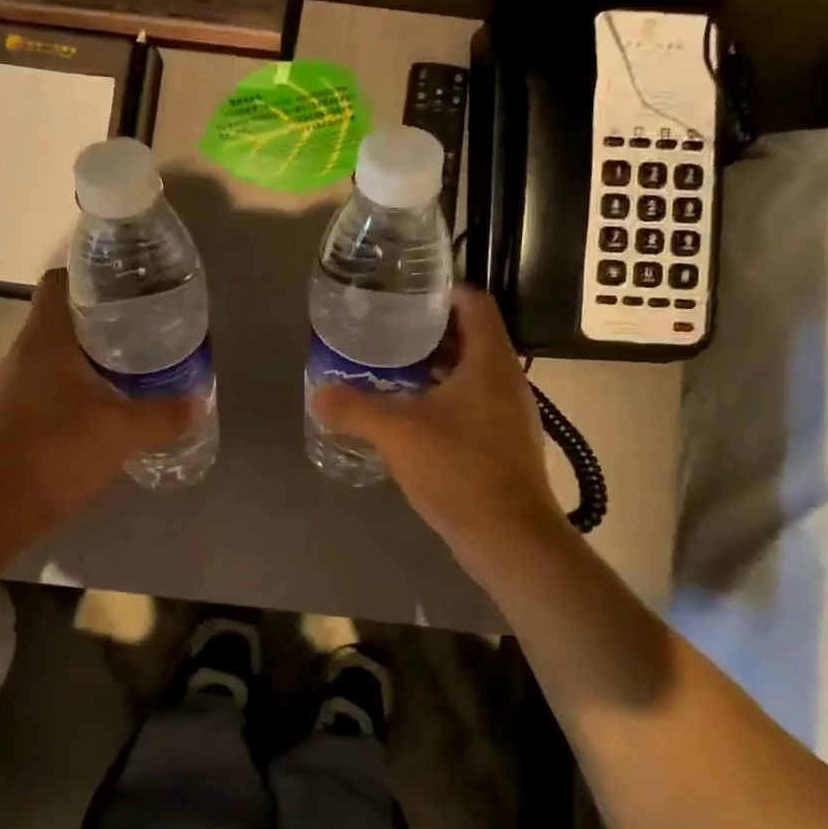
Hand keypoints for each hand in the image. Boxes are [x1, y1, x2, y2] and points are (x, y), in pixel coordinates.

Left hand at [0, 270, 197, 545]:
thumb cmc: (53, 453)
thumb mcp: (121, 432)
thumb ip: (163, 414)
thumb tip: (198, 400)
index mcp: (46, 337)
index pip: (62, 281)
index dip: (94, 276)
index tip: (130, 287)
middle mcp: (24, 351)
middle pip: (64, 318)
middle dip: (104, 320)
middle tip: (146, 329)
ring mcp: (13, 384)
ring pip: (57, 354)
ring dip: (91, 357)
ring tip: (134, 367)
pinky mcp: (11, 415)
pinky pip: (49, 385)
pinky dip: (77, 388)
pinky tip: (106, 408)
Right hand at [312, 287, 565, 569]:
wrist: (509, 537)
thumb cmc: (459, 468)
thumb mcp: (397, 432)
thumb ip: (354, 408)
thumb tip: (318, 393)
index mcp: (489, 361)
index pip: (474, 303)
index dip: (442, 291)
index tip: (405, 293)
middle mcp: (506, 380)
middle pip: (470, 337)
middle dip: (429, 332)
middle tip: (386, 331)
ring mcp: (508, 414)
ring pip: (469, 374)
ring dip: (433, 368)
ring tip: (390, 371)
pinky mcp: (503, 444)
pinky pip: (470, 406)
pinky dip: (441, 400)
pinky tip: (409, 418)